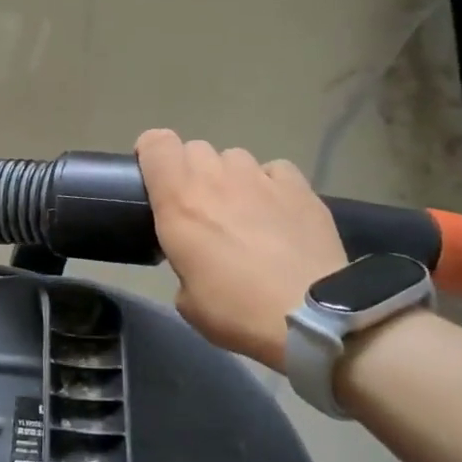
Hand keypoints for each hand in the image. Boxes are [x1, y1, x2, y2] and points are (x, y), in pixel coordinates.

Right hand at [136, 129, 347, 370]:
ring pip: (235, 158)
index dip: (151, 153)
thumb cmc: (235, 310)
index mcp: (179, 201)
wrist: (310, 318)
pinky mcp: (299, 187)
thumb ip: (183, 261)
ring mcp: (261, 177)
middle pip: (195, 149)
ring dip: (231, 179)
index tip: (155, 178)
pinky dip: (270, 186)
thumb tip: (196, 258)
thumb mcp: (187, 298)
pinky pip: (275, 171)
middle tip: (201, 209)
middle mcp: (216, 178)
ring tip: (243, 212)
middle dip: (192, 172)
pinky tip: (278, 212)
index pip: (156, 143)